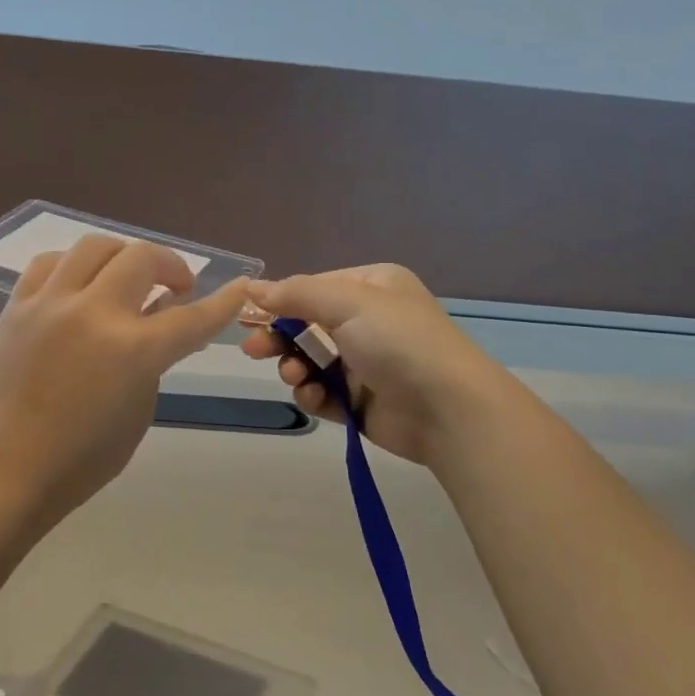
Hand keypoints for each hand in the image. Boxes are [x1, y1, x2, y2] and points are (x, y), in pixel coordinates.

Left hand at [0, 236, 247, 527]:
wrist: (3, 470)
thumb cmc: (81, 459)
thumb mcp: (138, 411)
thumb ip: (155, 360)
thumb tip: (160, 324)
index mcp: (132, 350)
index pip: (192, 316)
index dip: (223, 302)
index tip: (241, 286)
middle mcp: (93, 313)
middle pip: (143, 258)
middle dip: (171, 266)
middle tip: (177, 287)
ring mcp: (50, 304)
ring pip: (95, 246)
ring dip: (123, 256)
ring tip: (126, 278)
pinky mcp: (17, 307)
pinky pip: (49, 264)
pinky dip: (75, 266)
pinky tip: (80, 284)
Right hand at [240, 264, 525, 465]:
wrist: (448, 408)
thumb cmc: (399, 342)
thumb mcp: (349, 303)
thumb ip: (297, 294)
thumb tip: (253, 286)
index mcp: (372, 288)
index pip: (314, 288)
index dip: (279, 301)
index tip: (246, 314)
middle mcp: (369, 321)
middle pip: (308, 325)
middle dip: (280, 337)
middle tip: (254, 350)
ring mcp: (366, 363)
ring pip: (311, 361)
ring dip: (294, 367)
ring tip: (292, 376)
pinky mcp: (361, 400)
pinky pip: (324, 392)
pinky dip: (313, 394)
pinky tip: (313, 397)